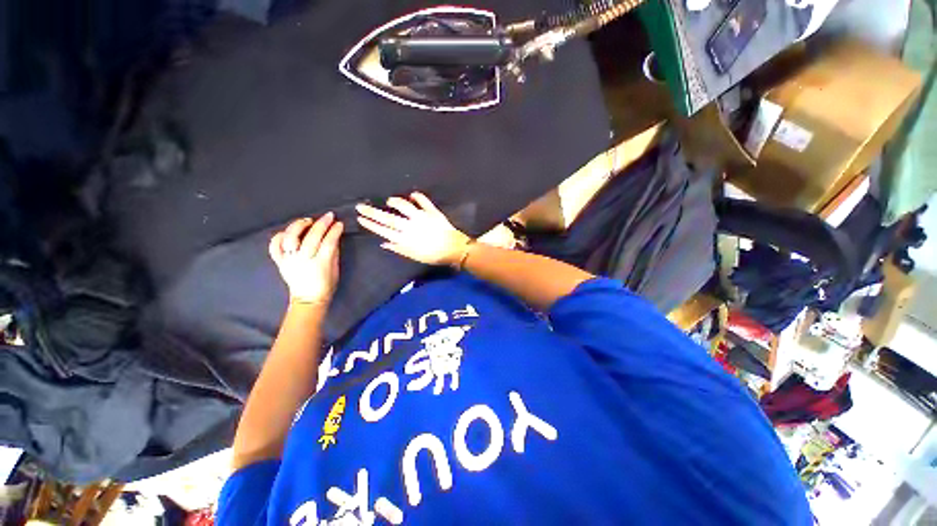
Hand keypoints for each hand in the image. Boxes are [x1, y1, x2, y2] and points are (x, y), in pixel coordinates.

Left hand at [269, 213, 342, 304]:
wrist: (308, 299)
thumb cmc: (326, 285)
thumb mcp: (335, 269)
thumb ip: (334, 252)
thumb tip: (333, 237)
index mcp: (321, 263)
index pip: (329, 242)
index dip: (335, 231)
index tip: (339, 224)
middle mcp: (304, 260)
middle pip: (312, 237)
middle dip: (322, 224)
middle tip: (329, 216)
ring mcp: (290, 260)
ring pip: (290, 238)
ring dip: (299, 226)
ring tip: (307, 221)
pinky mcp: (280, 262)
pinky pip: (275, 246)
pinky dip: (280, 236)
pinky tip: (288, 232)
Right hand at [356, 192, 471, 265]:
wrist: (454, 249)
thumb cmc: (434, 255)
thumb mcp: (414, 255)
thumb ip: (399, 248)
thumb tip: (384, 243)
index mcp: (405, 239)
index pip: (384, 230)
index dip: (371, 224)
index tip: (360, 218)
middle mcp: (411, 226)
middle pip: (389, 218)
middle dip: (373, 213)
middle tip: (361, 206)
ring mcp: (422, 217)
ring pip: (404, 207)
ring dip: (395, 202)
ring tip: (389, 201)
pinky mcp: (432, 212)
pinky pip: (424, 201)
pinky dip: (418, 196)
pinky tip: (412, 194)